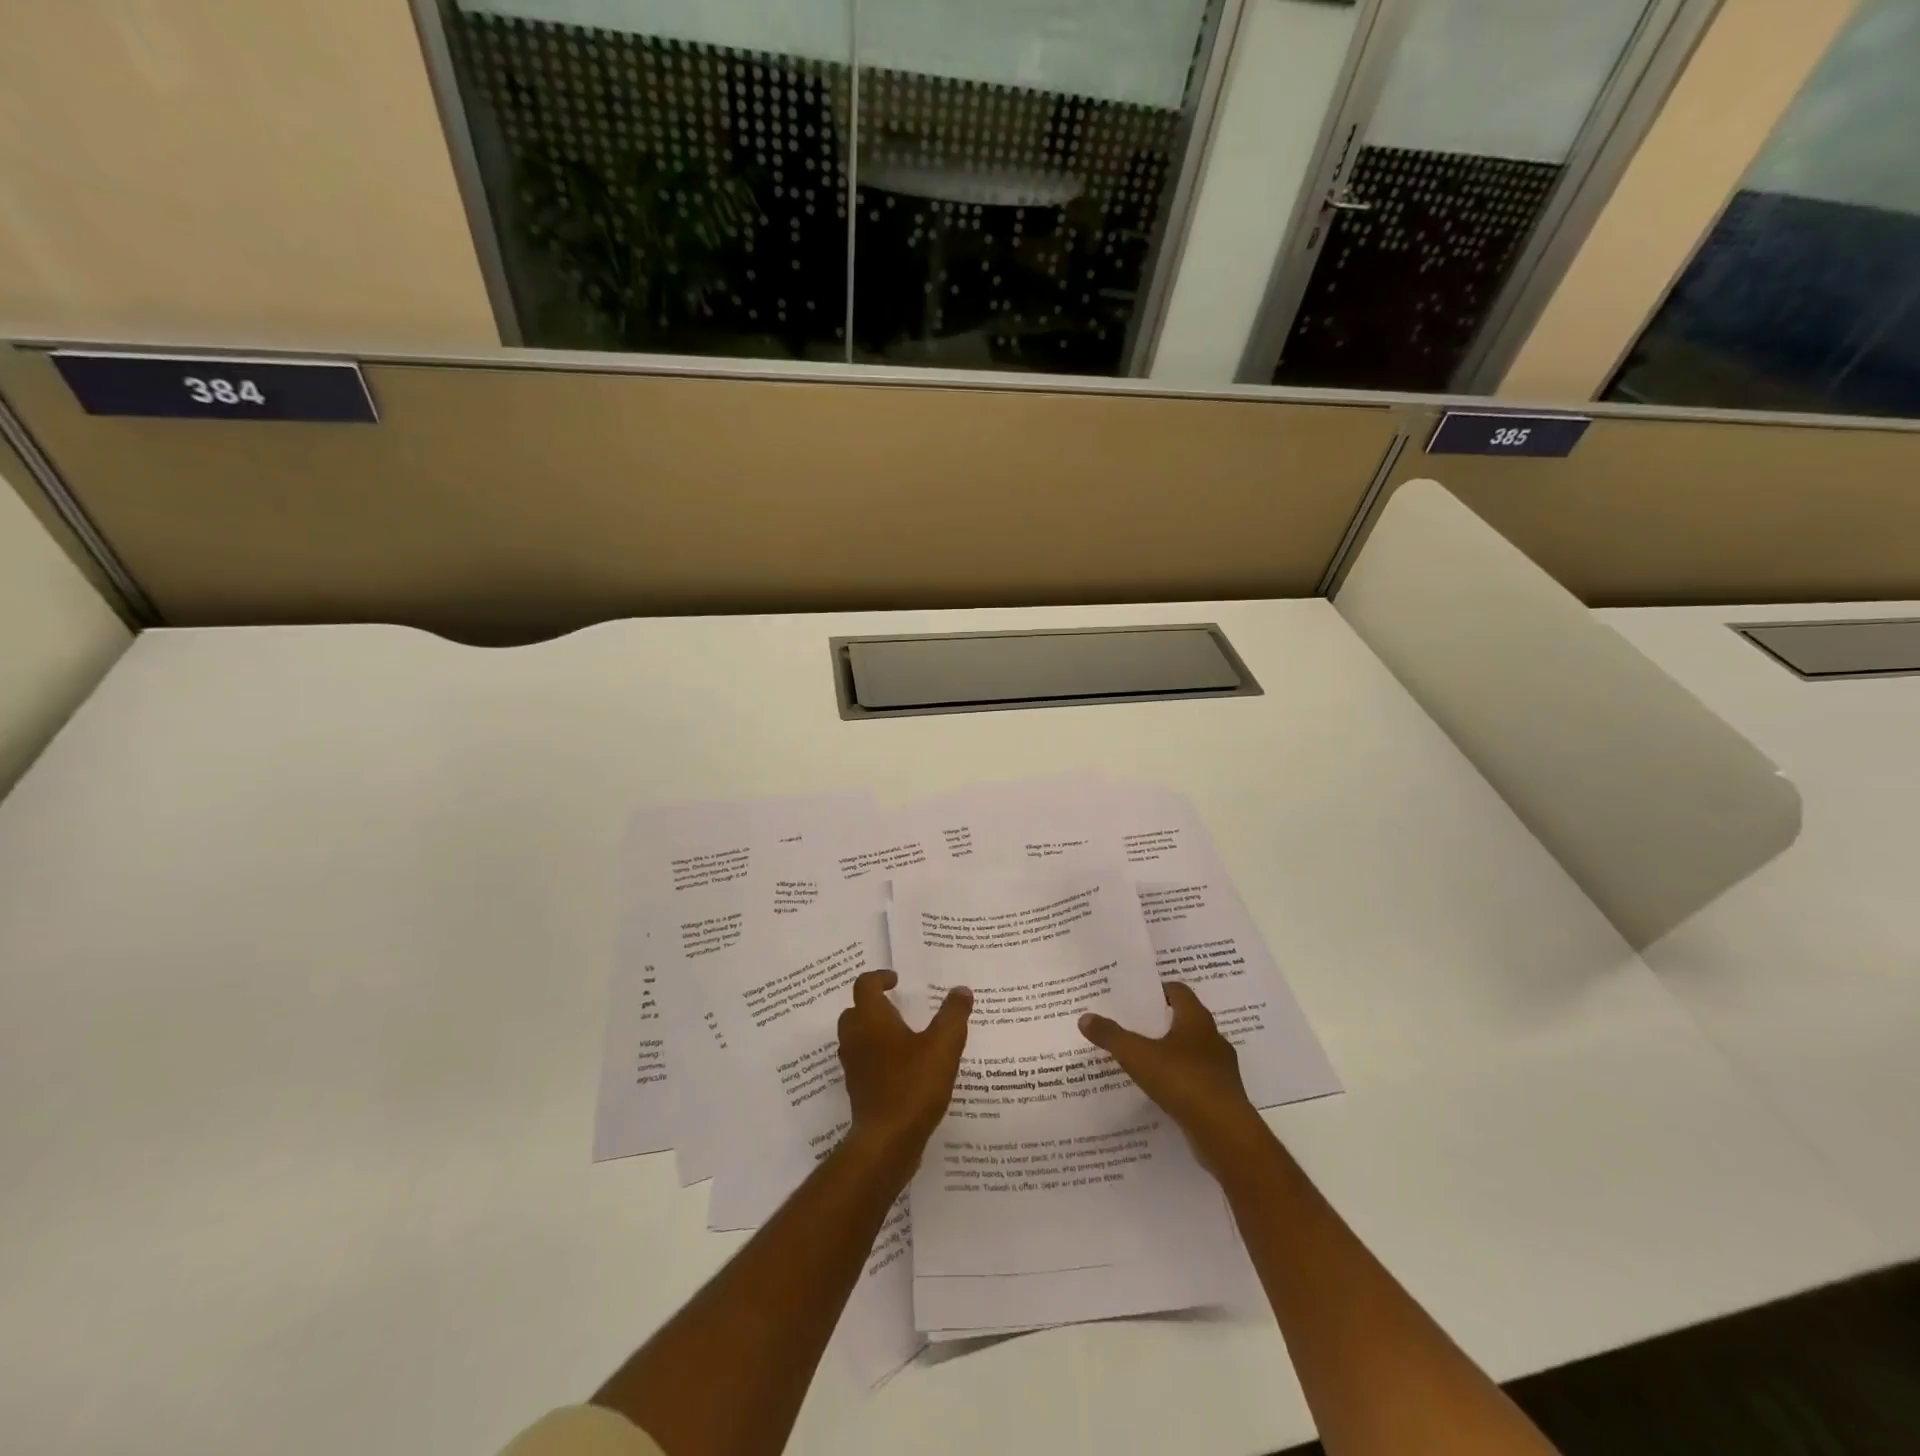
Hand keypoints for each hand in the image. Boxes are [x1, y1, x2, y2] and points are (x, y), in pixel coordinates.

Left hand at [837, 970, 972, 1171]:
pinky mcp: (857, 1090)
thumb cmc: (913, 1084)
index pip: (865, 985)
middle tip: (898, 1007)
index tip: (897, 980)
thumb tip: (961, 990)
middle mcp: (855, 1038)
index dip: (879, 977)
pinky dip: (876, 1057)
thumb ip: (953, 1014)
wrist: (887, 1141)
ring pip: (856, 1038)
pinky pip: (863, 1062)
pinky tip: (902, 1068)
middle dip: (874, 1005)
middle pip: (855, 1011)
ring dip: (873, 1031)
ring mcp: (853, 1066)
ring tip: (902, 1036)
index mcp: (871, 1019)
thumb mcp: (944, 1044)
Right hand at [1079, 982, 1267, 1174]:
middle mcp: (1213, 1038)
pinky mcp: (1223, 1096)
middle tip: (1134, 1023)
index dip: (1158, 990)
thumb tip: (1085, 1017)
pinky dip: (1180, 1080)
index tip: (1137, 995)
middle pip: (1185, 1020)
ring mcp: (1221, 1069)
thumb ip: (1111, 1036)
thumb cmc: (1182, 1080)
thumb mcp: (1137, 1055)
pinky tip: (1161, 1090)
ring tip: (1144, 1058)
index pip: (1178, 991)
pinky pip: (1197, 1079)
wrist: (1224, 1133)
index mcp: (1196, 1019)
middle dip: (1162, 1021)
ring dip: (1172, 1052)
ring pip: (1193, 1051)